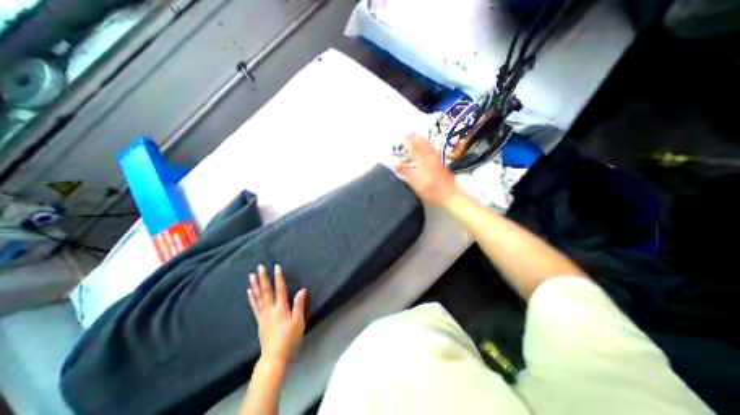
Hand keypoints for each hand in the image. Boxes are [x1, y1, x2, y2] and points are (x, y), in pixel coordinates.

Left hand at [247, 266, 307, 362]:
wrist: (274, 354)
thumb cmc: (289, 337)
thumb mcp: (298, 322)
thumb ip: (299, 305)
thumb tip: (302, 290)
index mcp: (281, 308)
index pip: (280, 290)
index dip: (278, 278)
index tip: (276, 267)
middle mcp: (270, 309)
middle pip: (266, 291)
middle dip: (263, 278)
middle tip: (259, 267)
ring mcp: (263, 314)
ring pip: (258, 297)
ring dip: (255, 285)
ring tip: (251, 275)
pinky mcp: (259, 320)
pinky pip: (254, 306)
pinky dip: (251, 298)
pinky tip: (249, 291)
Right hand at [393, 135, 460, 206]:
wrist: (449, 195)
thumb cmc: (431, 189)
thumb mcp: (414, 181)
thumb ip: (404, 170)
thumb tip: (394, 161)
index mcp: (423, 159)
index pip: (414, 146)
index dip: (408, 140)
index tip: (402, 136)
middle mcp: (431, 156)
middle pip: (423, 143)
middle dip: (416, 137)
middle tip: (410, 134)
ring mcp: (437, 160)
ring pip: (429, 146)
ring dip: (423, 140)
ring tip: (418, 137)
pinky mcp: (441, 164)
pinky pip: (433, 150)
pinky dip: (429, 146)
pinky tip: (428, 149)